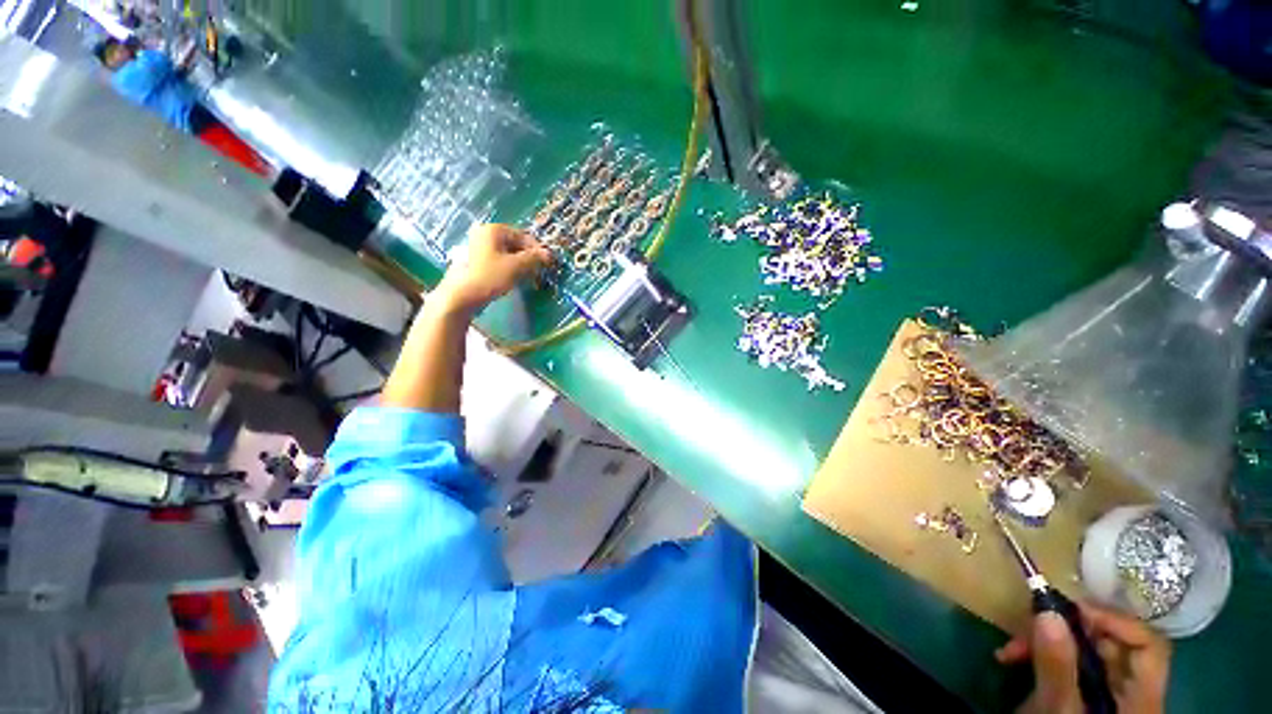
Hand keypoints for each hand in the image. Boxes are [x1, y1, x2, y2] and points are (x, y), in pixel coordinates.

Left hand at [435, 224, 550, 314]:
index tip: (548, 263)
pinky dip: (509, 267)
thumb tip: (549, 254)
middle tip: (538, 271)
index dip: (537, 249)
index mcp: (493, 230)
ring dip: (520, 263)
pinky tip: (514, 279)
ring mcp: (478, 247)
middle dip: (529, 257)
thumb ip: (534, 258)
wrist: (460, 295)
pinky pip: (498, 259)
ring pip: (507, 252)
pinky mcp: (475, 260)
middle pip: (514, 243)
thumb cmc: (489, 277)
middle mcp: (484, 234)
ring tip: (528, 277)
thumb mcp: (516, 266)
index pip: (523, 235)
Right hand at [996, 602, 1170, 713]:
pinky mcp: (1087, 698)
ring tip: (1011, 651)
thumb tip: (1046, 611)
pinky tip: (1016, 660)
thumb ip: (1057, 666)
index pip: (1147, 643)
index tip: (1066, 611)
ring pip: (1085, 653)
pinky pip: (1071, 666)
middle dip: (1064, 631)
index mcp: (1143, 697)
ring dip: (1046, 643)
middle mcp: (1134, 692)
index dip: (1113, 621)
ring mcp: (1110, 696)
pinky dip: (1045, 658)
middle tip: (1025, 629)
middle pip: (1111, 644)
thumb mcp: (1058, 710)